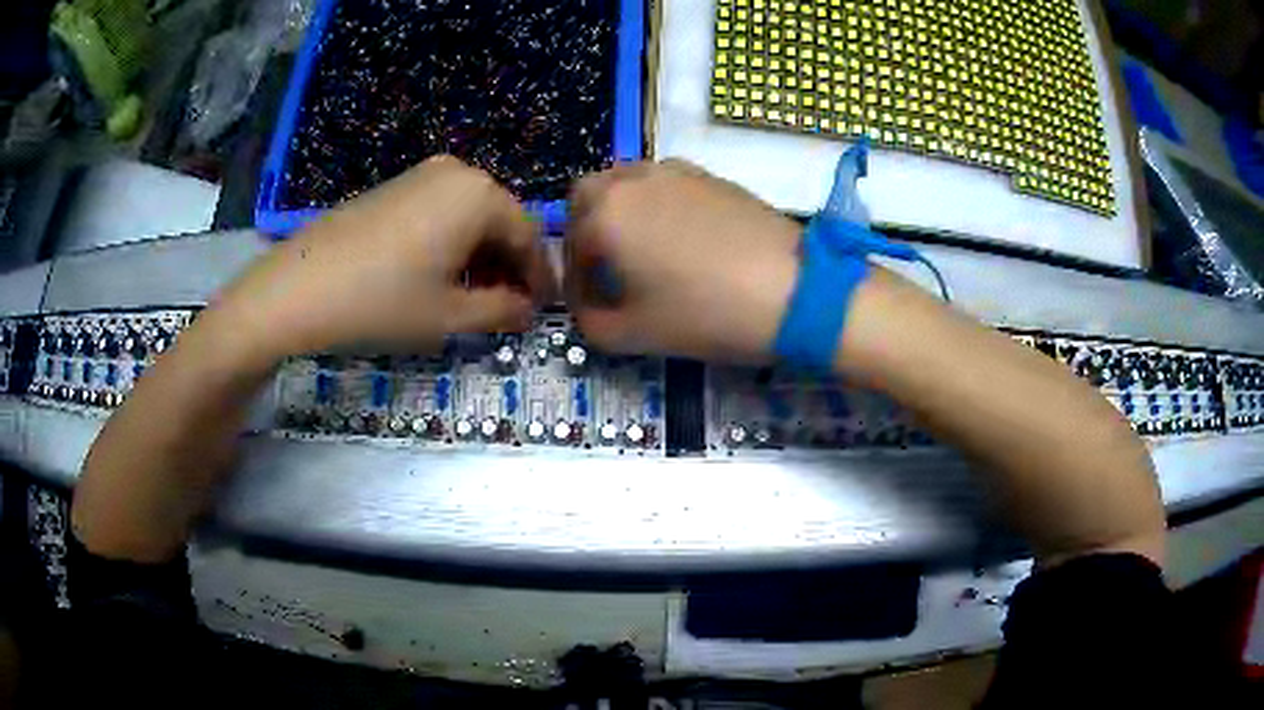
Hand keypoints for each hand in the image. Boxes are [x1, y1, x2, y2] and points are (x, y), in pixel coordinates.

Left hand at [219, 156, 552, 358]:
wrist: (296, 288)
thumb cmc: (381, 302)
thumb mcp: (449, 316)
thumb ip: (502, 311)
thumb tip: (528, 311)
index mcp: (479, 195)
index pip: (528, 237)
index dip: (539, 278)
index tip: (542, 311)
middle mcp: (456, 173)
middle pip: (500, 221)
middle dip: (509, 266)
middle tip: (508, 308)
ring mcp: (420, 175)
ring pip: (468, 217)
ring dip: (480, 257)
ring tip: (472, 298)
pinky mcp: (393, 187)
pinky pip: (439, 212)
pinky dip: (450, 244)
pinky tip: (437, 276)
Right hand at [566, 160, 800, 361]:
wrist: (793, 290)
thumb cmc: (706, 314)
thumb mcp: (633, 335)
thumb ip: (590, 322)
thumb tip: (587, 306)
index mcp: (604, 216)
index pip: (570, 250)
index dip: (575, 286)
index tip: (590, 311)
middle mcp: (631, 180)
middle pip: (586, 196)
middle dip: (583, 231)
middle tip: (603, 269)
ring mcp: (673, 171)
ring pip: (624, 181)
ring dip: (617, 212)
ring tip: (639, 252)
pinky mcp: (708, 175)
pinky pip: (662, 181)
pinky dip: (653, 203)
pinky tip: (679, 237)